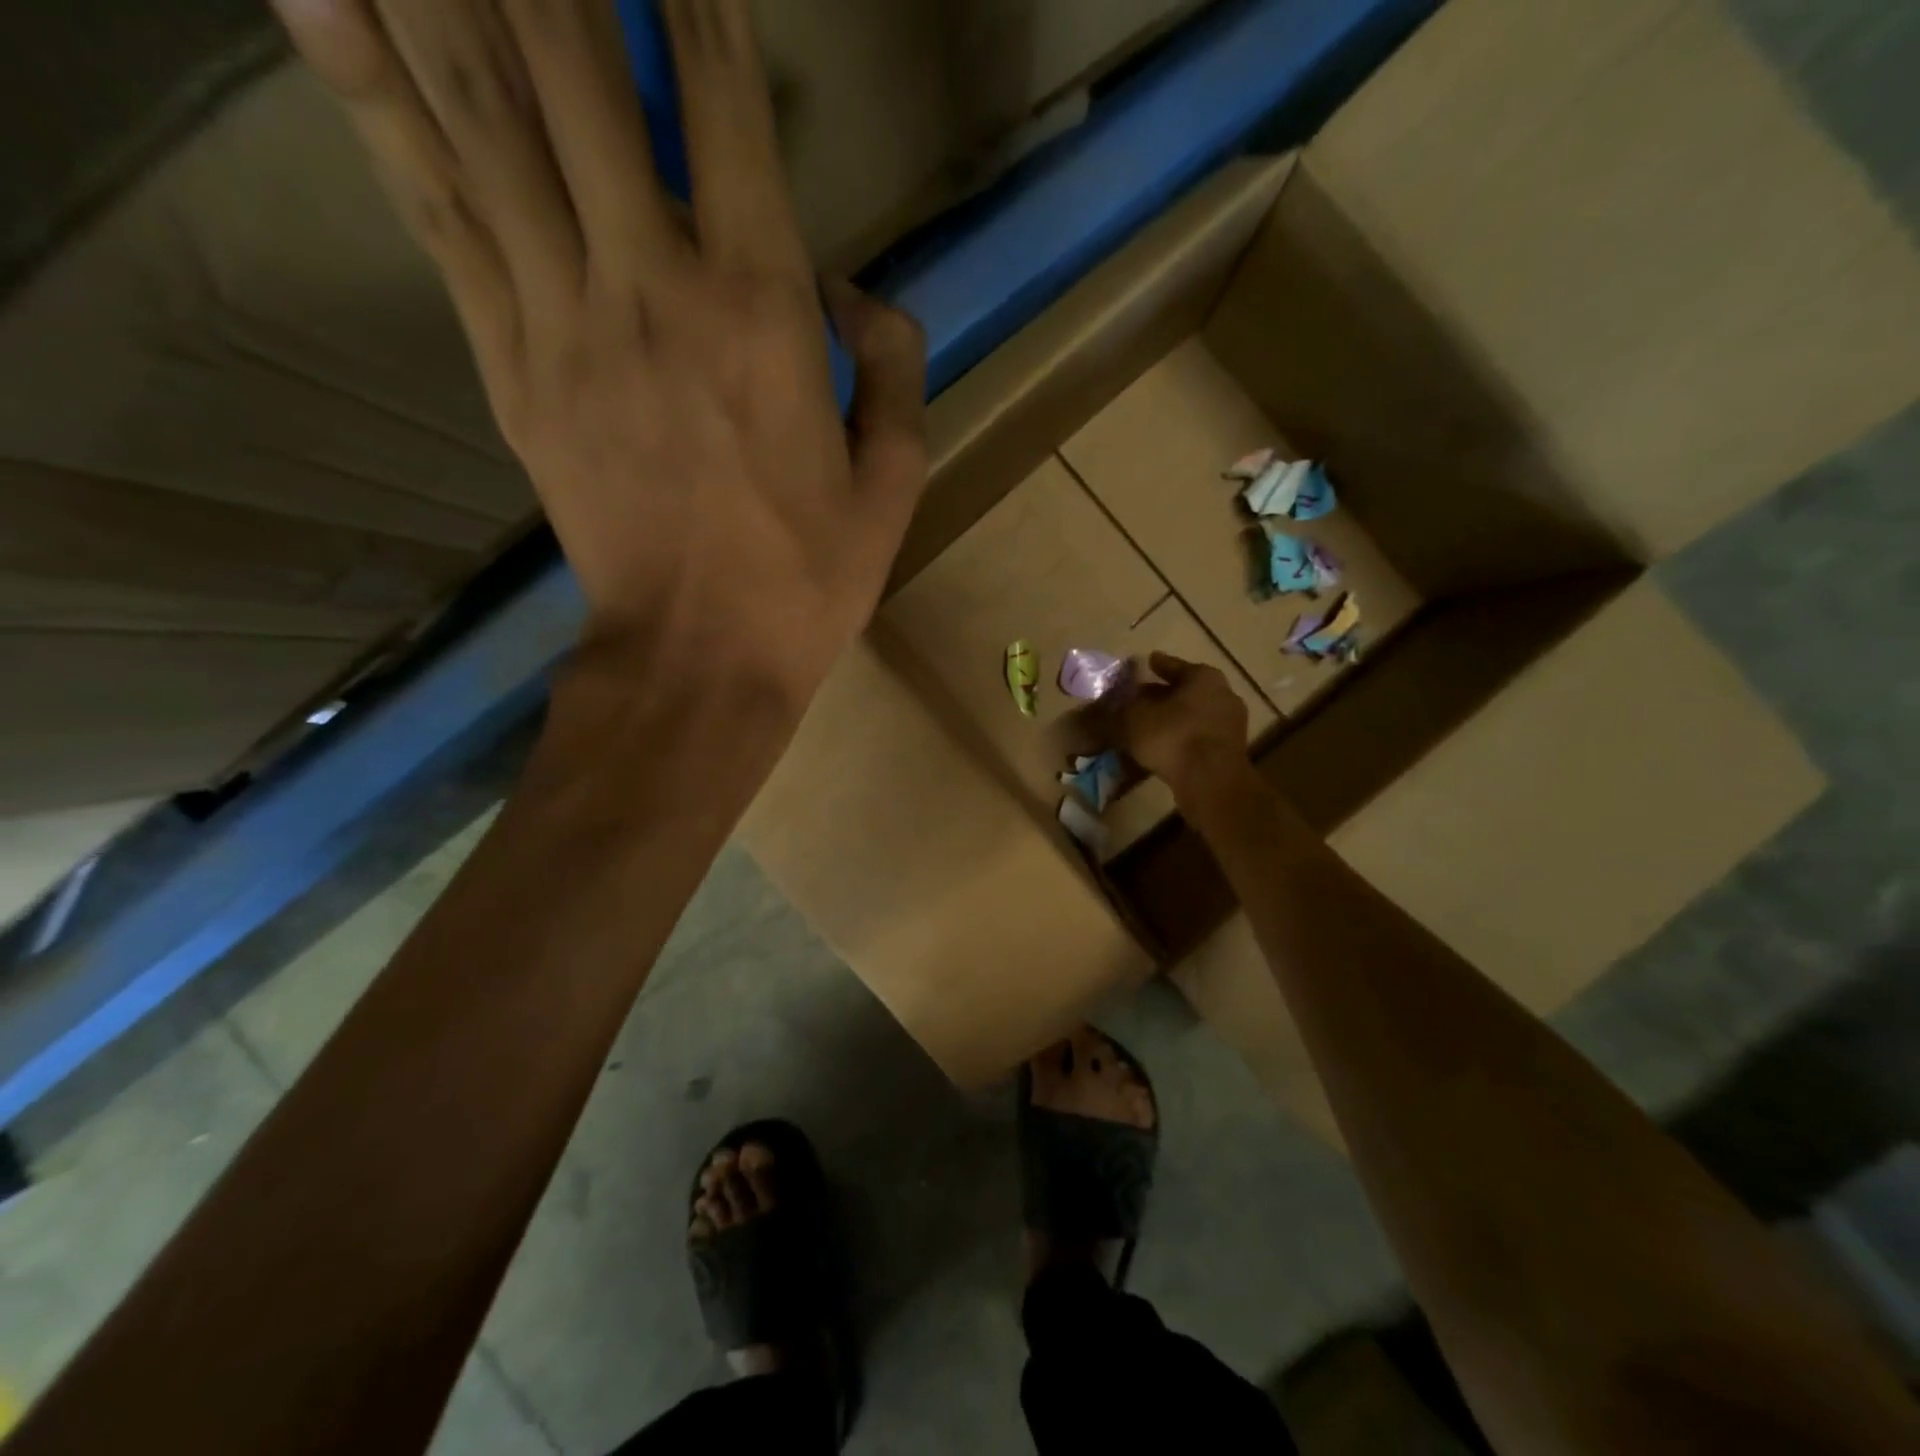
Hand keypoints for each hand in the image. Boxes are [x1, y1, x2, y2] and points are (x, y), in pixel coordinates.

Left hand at [274, 0, 927, 713]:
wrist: (697, 660)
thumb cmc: (806, 580)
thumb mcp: (891, 485)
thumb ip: (895, 371)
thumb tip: (856, 296)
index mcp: (763, 312)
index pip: (723, 102)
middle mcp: (652, 285)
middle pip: (574, 67)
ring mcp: (563, 321)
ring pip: (483, 115)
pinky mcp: (509, 368)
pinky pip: (438, 213)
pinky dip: (373, 97)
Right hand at [1115, 653, 1251, 800]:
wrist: (1210, 781)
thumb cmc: (1172, 736)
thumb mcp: (1134, 719)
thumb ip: (1121, 708)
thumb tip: (1107, 706)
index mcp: (1204, 677)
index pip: (1173, 666)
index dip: (1157, 665)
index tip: (1147, 662)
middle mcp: (1223, 694)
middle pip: (1186, 691)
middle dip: (1164, 694)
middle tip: (1141, 697)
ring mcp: (1230, 724)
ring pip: (1193, 714)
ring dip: (1173, 718)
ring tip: (1149, 724)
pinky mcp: (1229, 751)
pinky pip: (1198, 737)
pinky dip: (1181, 737)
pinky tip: (1163, 746)